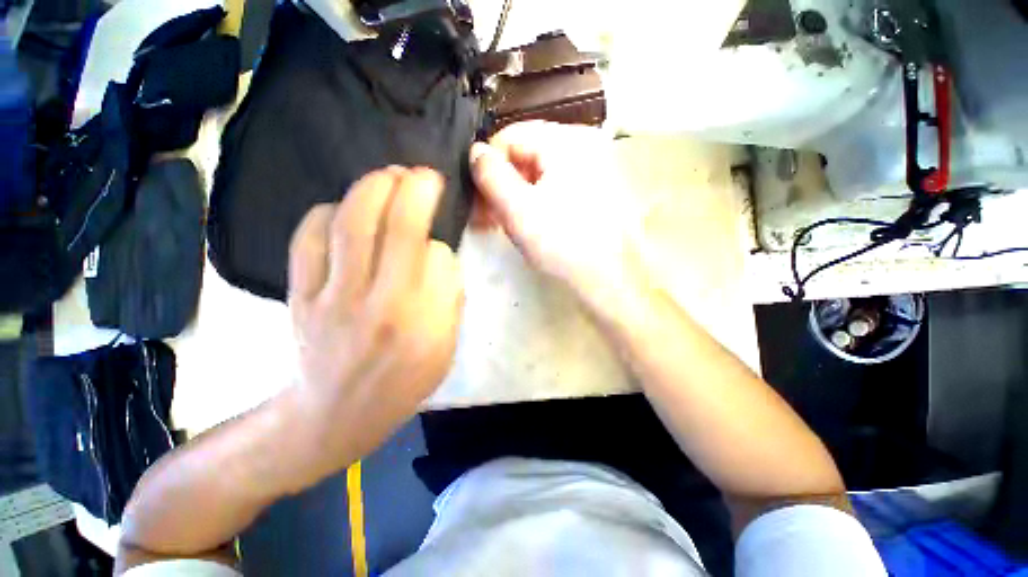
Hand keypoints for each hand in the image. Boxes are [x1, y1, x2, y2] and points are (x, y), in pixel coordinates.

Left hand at [287, 167, 462, 468]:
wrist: (338, 415)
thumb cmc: (405, 381)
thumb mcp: (446, 344)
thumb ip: (448, 294)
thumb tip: (434, 249)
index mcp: (418, 318)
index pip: (433, 253)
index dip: (437, 224)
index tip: (440, 199)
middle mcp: (375, 301)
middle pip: (389, 225)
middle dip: (407, 186)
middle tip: (418, 173)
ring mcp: (330, 297)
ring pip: (347, 223)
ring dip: (369, 188)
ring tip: (387, 176)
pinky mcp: (300, 297)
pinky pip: (307, 240)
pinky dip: (325, 213)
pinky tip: (341, 209)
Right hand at [470, 121, 644, 306]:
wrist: (611, 277)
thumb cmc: (563, 244)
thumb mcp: (517, 210)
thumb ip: (490, 176)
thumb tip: (476, 152)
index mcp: (566, 140)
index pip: (510, 137)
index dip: (487, 168)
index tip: (478, 201)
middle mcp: (583, 143)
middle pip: (526, 154)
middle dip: (502, 185)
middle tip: (488, 216)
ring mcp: (593, 165)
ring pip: (540, 172)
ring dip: (517, 195)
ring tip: (506, 223)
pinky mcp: (596, 187)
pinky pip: (556, 184)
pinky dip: (537, 200)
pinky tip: (530, 222)